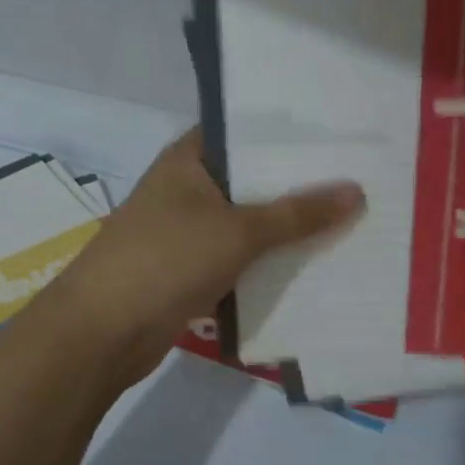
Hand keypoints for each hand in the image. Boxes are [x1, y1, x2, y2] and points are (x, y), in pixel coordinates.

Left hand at [47, 130, 364, 388]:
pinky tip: (314, 264)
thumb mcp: (238, 231)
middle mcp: (187, 188)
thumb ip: (297, 213)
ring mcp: (187, 231)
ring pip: (248, 223)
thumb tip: (356, 191)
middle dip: (299, 186)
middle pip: (252, 180)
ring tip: (352, 220)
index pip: (246, 132)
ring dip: (287, 229)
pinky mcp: (190, 270)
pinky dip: (268, 263)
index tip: (342, 136)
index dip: (291, 135)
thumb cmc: (166, 259)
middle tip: (362, 179)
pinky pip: (239, 259)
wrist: (102, 332)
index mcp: (189, 158)